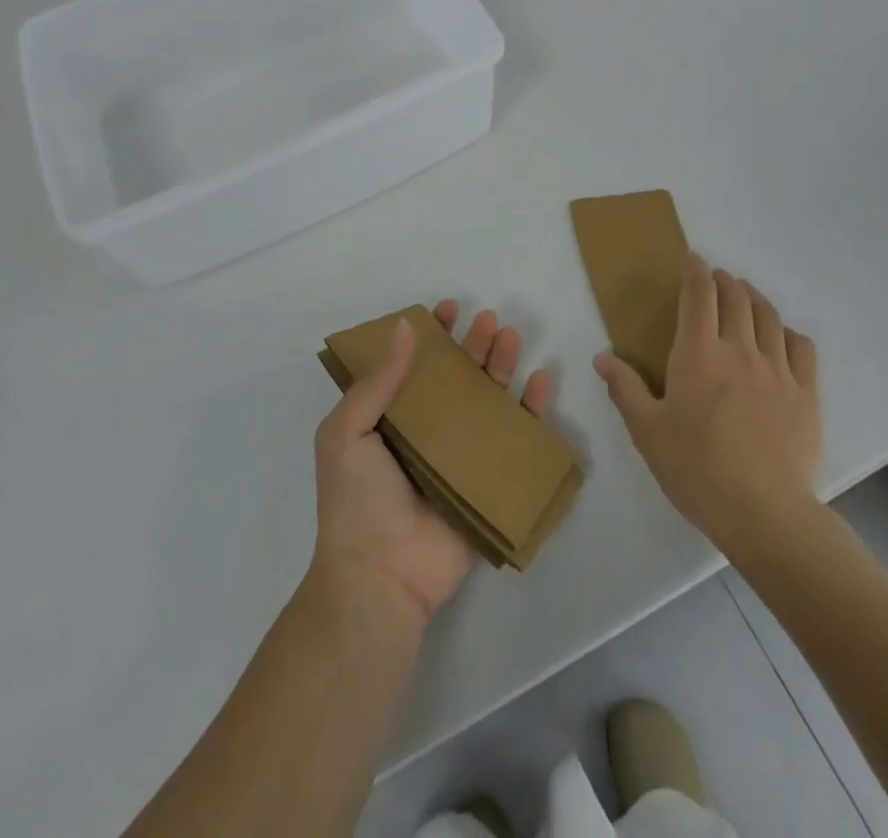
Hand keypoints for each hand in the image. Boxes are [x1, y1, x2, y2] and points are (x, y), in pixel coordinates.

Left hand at [310, 301, 551, 625]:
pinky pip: (516, 439)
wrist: (381, 577)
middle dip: (474, 345)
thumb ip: (377, 382)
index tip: (449, 310)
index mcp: (391, 418)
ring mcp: (461, 455)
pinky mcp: (490, 480)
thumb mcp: (347, 432)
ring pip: (488, 400)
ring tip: (512, 338)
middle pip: (458, 377)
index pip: (416, 365)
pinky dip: (531, 410)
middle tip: (490, 321)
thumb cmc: (357, 500)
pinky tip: (540, 382)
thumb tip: (405, 327)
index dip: (433, 336)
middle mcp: (428, 431)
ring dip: (502, 366)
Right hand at [593, 255, 820, 560]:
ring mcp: (778, 369)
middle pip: (736, 298)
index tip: (693, 259)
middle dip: (724, 281)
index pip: (699, 295)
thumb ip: (625, 389)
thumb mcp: (648, 432)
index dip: (696, 271)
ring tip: (745, 295)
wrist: (764, 512)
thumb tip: (602, 357)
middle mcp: (740, 349)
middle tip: (716, 278)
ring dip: (754, 297)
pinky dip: (788, 331)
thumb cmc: (697, 469)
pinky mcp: (806, 393)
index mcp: (698, 354)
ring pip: (769, 316)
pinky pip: (801, 346)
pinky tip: (781, 337)